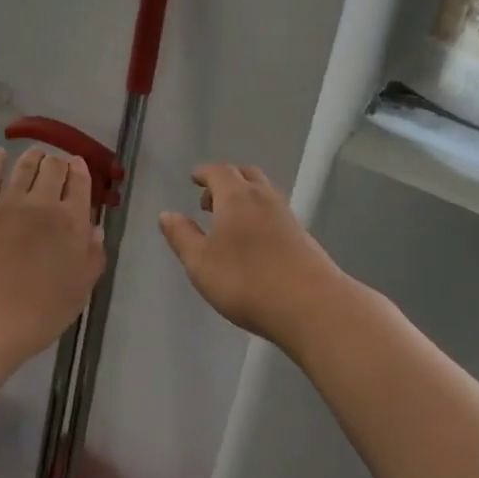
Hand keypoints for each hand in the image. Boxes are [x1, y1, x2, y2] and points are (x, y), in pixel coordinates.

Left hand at [0, 146, 105, 362]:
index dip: (80, 171)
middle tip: (56, 164)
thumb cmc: (39, 312)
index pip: (80, 185)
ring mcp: (6, 202)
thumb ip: (91, 257)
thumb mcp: (80, 290)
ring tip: (35, 154)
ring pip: (23, 167)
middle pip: (53, 169)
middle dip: (57, 162)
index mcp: (72, 222)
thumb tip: (94, 229)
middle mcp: (42, 204)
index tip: (78, 165)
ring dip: (32, 157)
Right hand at [160, 164, 350, 349]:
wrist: (311, 306)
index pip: (219, 171)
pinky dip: (260, 215)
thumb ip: (182, 236)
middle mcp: (264, 199)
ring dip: (245, 198)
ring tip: (229, 222)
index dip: (204, 173)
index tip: (194, 178)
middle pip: (246, 175)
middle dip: (226, 181)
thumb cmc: (246, 281)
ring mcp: (287, 217)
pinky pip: (275, 213)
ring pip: (264, 193)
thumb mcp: (200, 262)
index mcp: (236, 197)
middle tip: (210, 199)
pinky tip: (254, 242)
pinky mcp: (303, 237)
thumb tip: (167, 214)